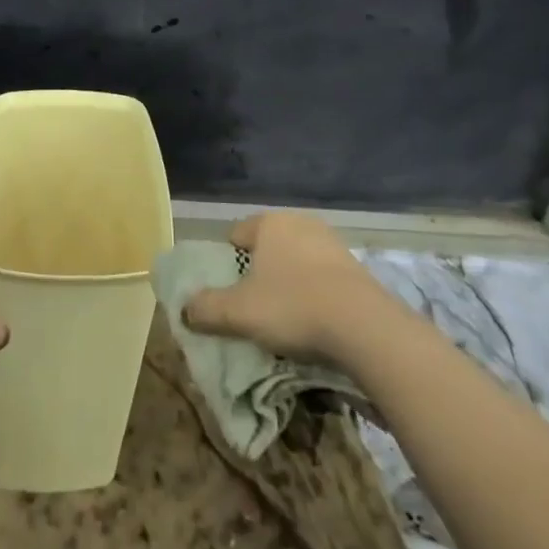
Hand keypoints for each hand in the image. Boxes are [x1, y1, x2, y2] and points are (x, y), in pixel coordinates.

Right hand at [182, 210, 395, 363]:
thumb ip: (206, 308)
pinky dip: (314, 293)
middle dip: (259, 272)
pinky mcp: (356, 267)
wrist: (363, 326)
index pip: (236, 235)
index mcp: (269, 223)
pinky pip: (322, 277)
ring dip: (289, 283)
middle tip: (253, 305)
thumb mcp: (238, 313)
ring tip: (285, 318)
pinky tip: (314, 320)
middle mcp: (300, 222)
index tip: (227, 290)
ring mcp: (332, 242)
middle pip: (268, 247)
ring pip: (296, 261)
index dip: (227, 262)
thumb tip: (185, 309)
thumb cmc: (292, 306)